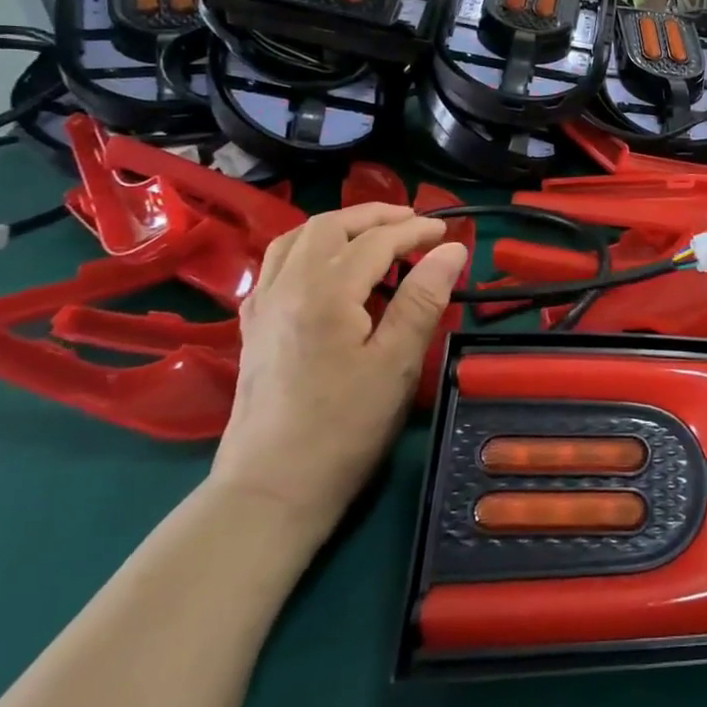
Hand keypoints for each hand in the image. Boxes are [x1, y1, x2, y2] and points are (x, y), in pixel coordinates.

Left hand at [211, 205, 468, 536]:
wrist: (271, 489)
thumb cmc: (345, 428)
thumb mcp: (397, 364)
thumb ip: (423, 299)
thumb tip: (452, 249)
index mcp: (326, 292)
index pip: (376, 241)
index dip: (415, 231)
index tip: (447, 233)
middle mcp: (287, 286)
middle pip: (330, 226)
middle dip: (375, 216)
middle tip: (414, 223)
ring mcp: (263, 305)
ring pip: (297, 238)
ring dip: (339, 226)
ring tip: (373, 234)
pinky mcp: (253, 326)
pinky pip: (277, 263)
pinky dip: (307, 248)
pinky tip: (326, 267)